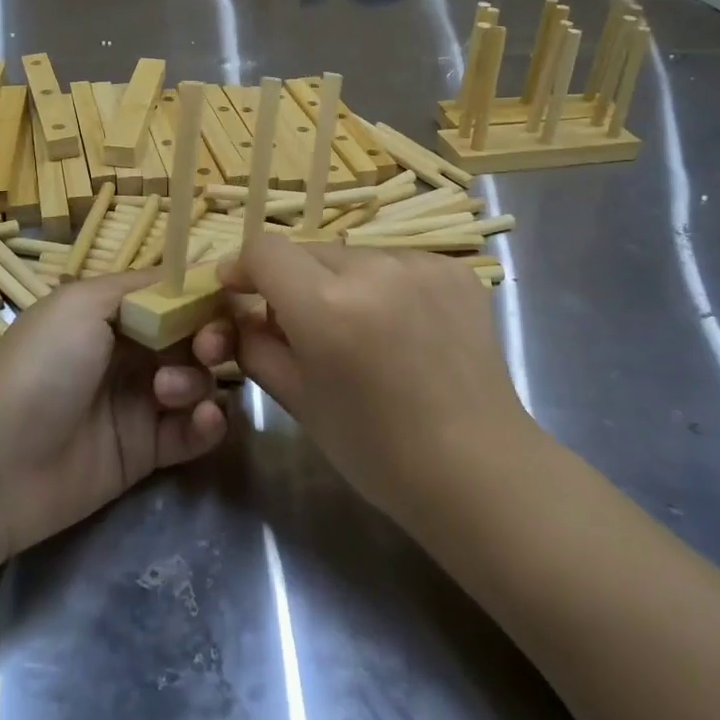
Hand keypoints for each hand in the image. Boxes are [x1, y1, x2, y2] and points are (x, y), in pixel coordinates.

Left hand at [0, 271, 228, 557]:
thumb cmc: (43, 365)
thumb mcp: (83, 303)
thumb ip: (143, 287)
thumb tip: (196, 271)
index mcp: (114, 315)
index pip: (174, 298)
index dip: (205, 297)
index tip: (231, 301)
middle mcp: (131, 354)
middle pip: (193, 339)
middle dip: (211, 338)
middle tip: (208, 348)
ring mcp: (140, 403)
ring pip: (198, 383)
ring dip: (197, 381)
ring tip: (166, 392)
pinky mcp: (147, 451)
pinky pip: (193, 432)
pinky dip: (206, 424)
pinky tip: (201, 420)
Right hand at [194, 237, 523, 525]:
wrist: (478, 469)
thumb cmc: (377, 449)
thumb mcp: (298, 400)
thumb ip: (256, 347)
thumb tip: (242, 315)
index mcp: (325, 305)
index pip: (264, 250)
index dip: (244, 268)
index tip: (241, 292)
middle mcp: (373, 269)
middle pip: (309, 252)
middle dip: (294, 282)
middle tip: (304, 327)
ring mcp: (420, 264)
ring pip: (354, 257)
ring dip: (342, 283)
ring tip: (362, 331)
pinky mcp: (455, 270)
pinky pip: (398, 263)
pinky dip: (387, 286)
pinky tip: (403, 328)